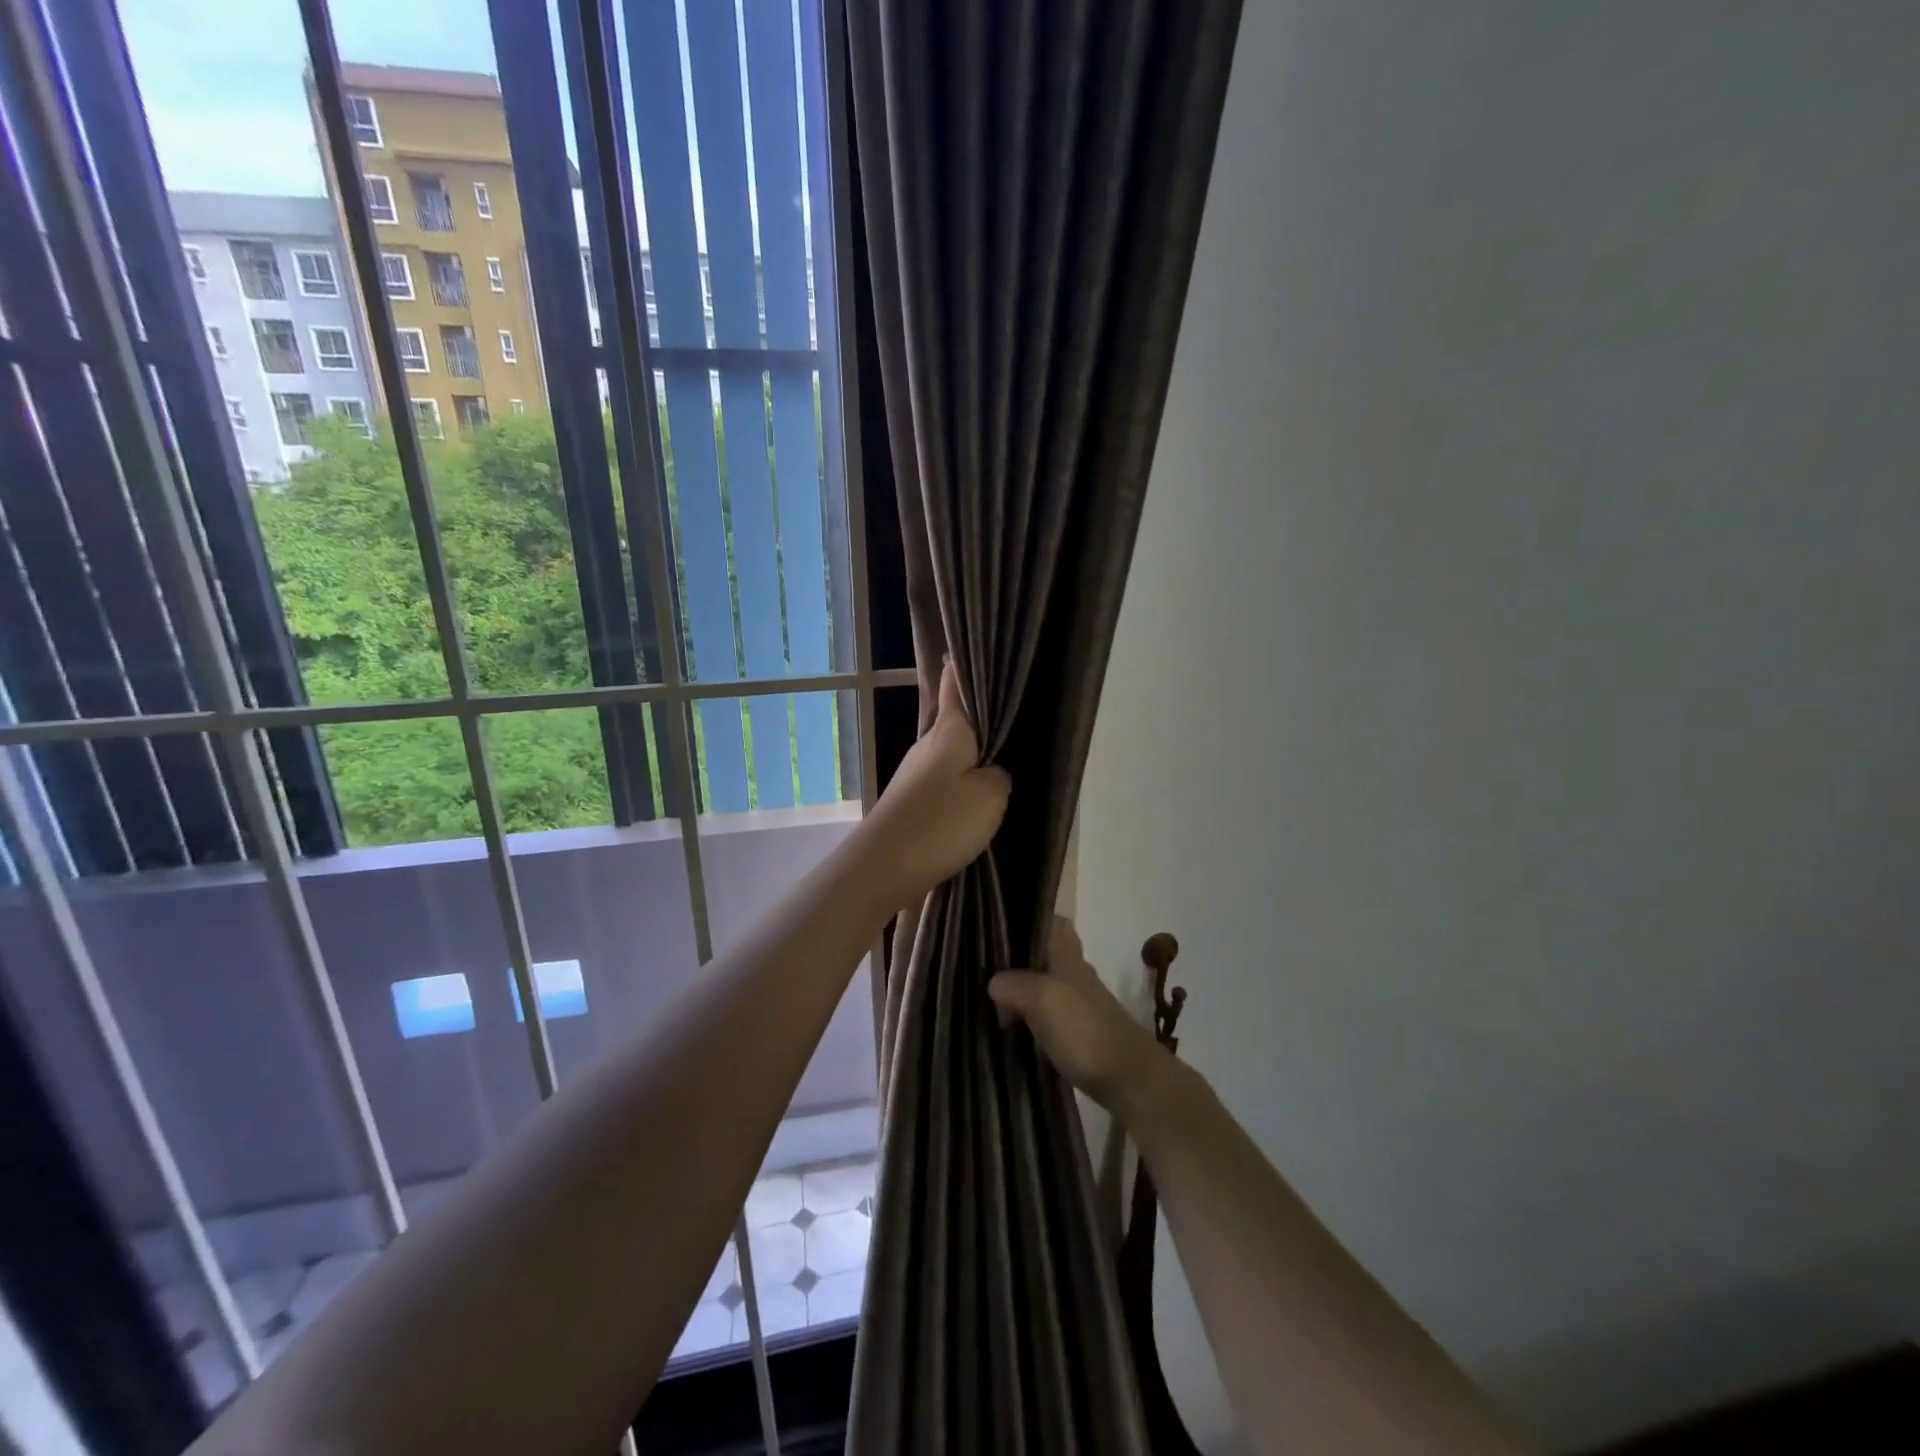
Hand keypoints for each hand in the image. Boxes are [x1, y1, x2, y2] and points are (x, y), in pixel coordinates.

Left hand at [856, 661, 1010, 908]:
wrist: (883, 866)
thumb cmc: (940, 822)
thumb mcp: (990, 796)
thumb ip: (998, 776)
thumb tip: (991, 772)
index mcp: (948, 731)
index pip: (954, 685)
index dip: (962, 666)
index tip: (971, 650)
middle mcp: (927, 746)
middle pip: (954, 721)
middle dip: (978, 717)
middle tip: (1011, 714)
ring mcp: (914, 775)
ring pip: (950, 755)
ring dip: (971, 756)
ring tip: (1003, 759)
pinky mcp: (910, 803)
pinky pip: (943, 784)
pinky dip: (961, 785)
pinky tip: (977, 800)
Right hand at [988, 918, 1167, 1114]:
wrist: (1129, 1079)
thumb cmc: (1085, 1030)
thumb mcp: (1043, 999)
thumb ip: (1015, 984)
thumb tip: (993, 982)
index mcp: (1068, 958)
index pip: (1055, 923)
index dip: (1032, 919)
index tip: (1001, 925)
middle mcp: (1076, 976)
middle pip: (1045, 956)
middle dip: (1019, 959)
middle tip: (984, 968)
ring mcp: (1080, 1006)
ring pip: (1045, 986)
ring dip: (1022, 992)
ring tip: (989, 1001)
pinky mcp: (1081, 1035)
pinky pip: (1048, 1016)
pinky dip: (1030, 1018)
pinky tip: (1012, 1030)